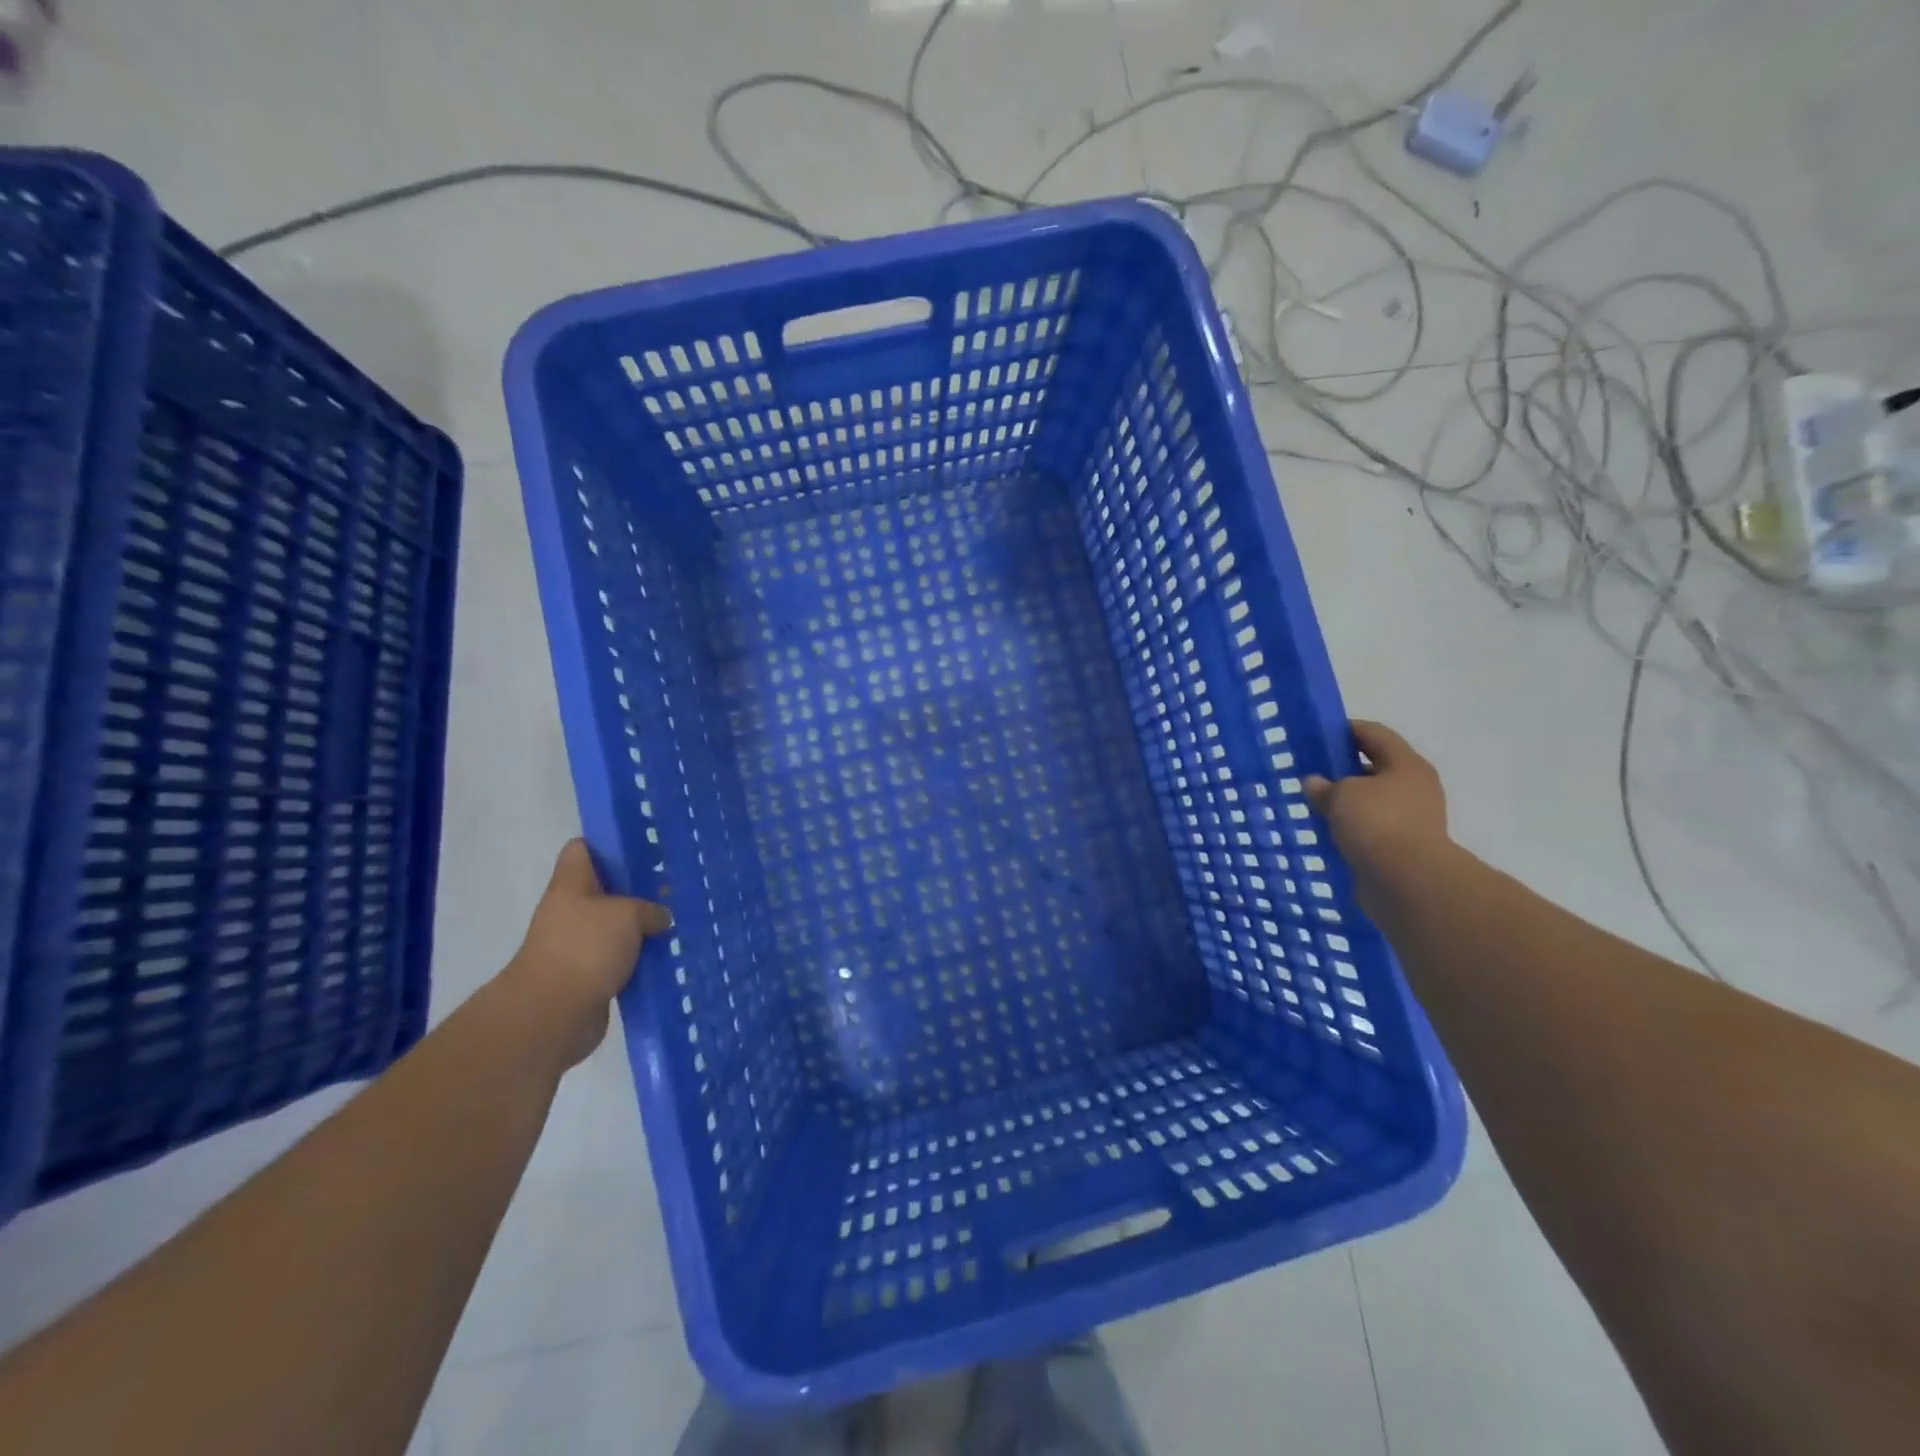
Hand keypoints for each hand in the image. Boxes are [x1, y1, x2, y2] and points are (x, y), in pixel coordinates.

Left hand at [507, 840, 671, 1068]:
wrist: (554, 1014)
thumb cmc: (586, 948)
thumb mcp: (628, 914)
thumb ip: (650, 910)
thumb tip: (661, 919)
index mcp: (571, 886)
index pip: (581, 850)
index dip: (607, 844)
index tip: (640, 846)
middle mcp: (571, 912)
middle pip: (604, 889)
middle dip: (636, 888)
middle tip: (671, 885)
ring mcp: (577, 946)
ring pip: (615, 926)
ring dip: (641, 927)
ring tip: (677, 921)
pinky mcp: (588, 976)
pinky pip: (619, 959)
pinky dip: (639, 958)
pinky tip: (667, 955)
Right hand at [1305, 721, 1450, 916]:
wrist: (1406, 882)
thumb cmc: (1377, 823)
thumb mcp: (1341, 794)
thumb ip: (1324, 785)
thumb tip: (1315, 783)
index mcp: (1406, 765)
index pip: (1374, 734)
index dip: (1345, 729)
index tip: (1317, 734)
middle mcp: (1414, 788)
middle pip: (1374, 767)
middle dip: (1343, 768)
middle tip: (1311, 771)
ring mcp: (1411, 820)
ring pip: (1371, 801)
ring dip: (1345, 801)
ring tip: (1313, 804)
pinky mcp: (1401, 847)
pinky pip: (1370, 828)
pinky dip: (1350, 827)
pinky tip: (1326, 831)